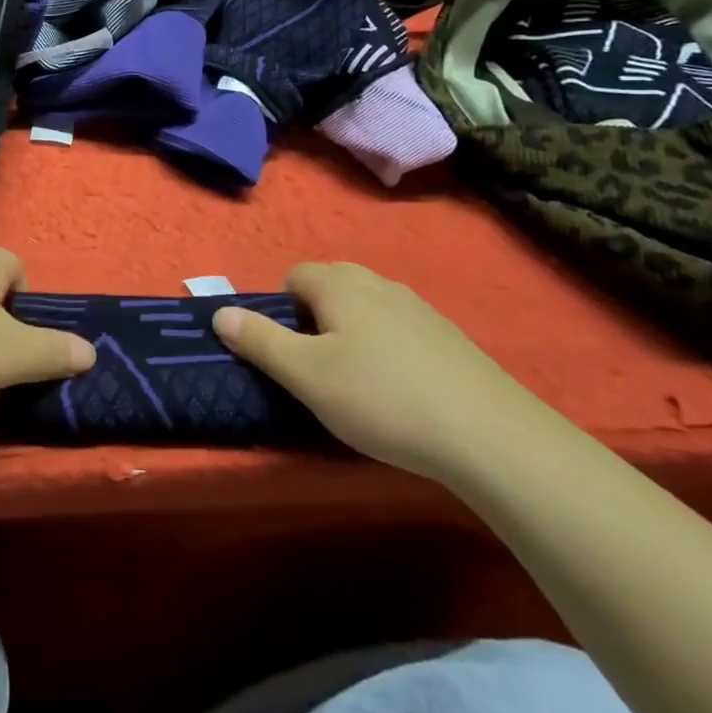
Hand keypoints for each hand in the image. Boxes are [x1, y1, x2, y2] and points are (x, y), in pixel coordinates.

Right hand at [214, 262, 544, 480]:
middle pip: (330, 286)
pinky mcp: (448, 336)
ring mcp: (418, 307)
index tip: (289, 355)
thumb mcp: (307, 376)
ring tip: (357, 383)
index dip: (281, 312)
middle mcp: (378, 282)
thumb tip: (221, 313)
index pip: (293, 277)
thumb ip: (260, 341)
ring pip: (366, 307)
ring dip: (351, 333)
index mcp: (340, 284)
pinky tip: (399, 391)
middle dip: (314, 319)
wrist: (489, 435)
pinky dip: (387, 348)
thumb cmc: (381, 399)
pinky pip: (398, 328)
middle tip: (317, 369)